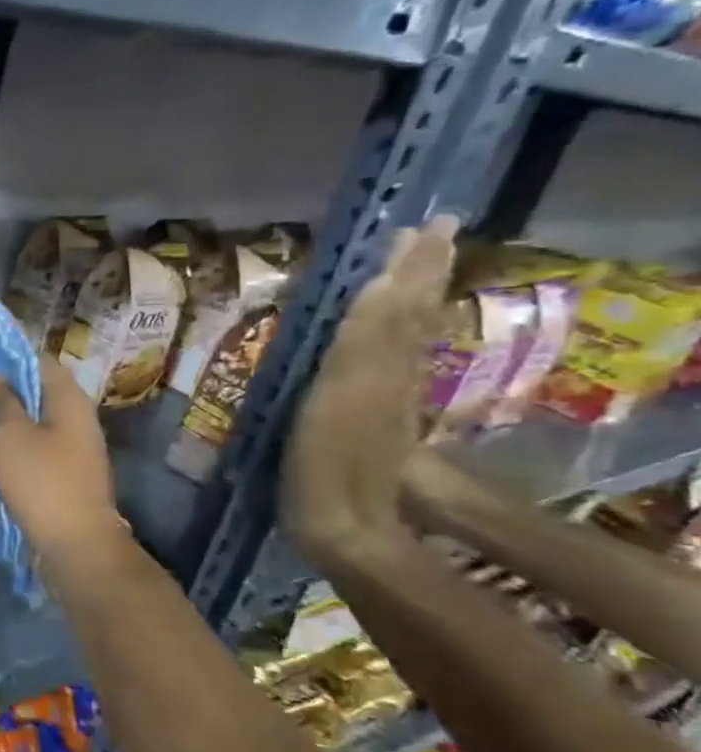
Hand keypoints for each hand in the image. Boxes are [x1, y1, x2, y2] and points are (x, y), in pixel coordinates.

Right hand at [0, 354, 124, 558]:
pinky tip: (1, 444)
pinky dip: (23, 436)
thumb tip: (0, 377)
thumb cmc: (42, 480)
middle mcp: (80, 417)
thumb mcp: (11, 435)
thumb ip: (4, 401)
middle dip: (12, 384)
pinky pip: (44, 441)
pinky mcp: (72, 471)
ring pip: (43, 417)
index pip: (42, 361)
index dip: (13, 354)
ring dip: (16, 413)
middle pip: (44, 389)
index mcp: (70, 400)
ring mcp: (80, 446)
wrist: (76, 541)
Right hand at [282, 218, 456, 566]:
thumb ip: (362, 344)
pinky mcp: (374, 415)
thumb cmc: (324, 465)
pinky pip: (392, 360)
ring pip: (404, 333)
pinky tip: (392, 327)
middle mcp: (387, 371)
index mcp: (375, 364)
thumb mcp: (338, 398)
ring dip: (410, 295)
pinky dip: (395, 332)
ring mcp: (382, 395)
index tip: (418, 228)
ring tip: (412, 265)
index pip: (395, 303)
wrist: (345, 524)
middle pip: (407, 312)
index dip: (407, 266)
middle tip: (427, 229)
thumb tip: (381, 288)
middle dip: (417, 269)